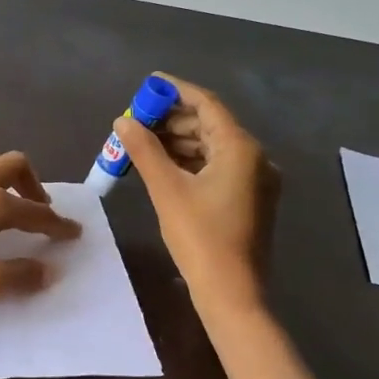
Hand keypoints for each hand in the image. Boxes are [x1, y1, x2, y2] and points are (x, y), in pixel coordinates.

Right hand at [115, 74, 278, 309]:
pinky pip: (219, 166)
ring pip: (214, 146)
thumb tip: (123, 121)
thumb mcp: (166, 190)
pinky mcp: (250, 198)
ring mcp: (256, 179)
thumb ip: (144, 150)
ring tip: (144, 142)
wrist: (232, 293)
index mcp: (241, 148)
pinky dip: (192, 160)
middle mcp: (256, 157)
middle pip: (211, 124)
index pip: (206, 104)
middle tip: (138, 119)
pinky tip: (165, 165)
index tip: (148, 84)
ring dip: (180, 140)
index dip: (175, 91)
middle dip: (173, 118)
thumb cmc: (200, 238)